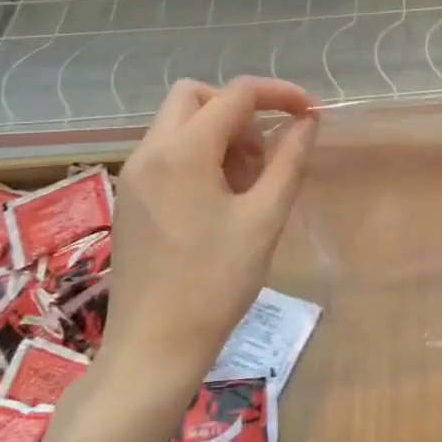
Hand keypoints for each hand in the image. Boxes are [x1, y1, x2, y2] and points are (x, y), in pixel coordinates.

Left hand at [105, 76, 317, 383]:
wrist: (153, 347)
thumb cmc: (215, 282)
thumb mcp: (265, 218)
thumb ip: (289, 160)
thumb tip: (307, 121)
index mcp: (182, 151)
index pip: (236, 94)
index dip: (279, 94)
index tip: (311, 114)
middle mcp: (149, 152)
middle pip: (195, 96)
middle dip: (239, 109)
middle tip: (266, 151)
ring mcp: (133, 175)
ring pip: (179, 124)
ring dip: (219, 133)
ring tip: (248, 184)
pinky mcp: (130, 199)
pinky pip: (167, 153)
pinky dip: (198, 155)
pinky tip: (220, 201)